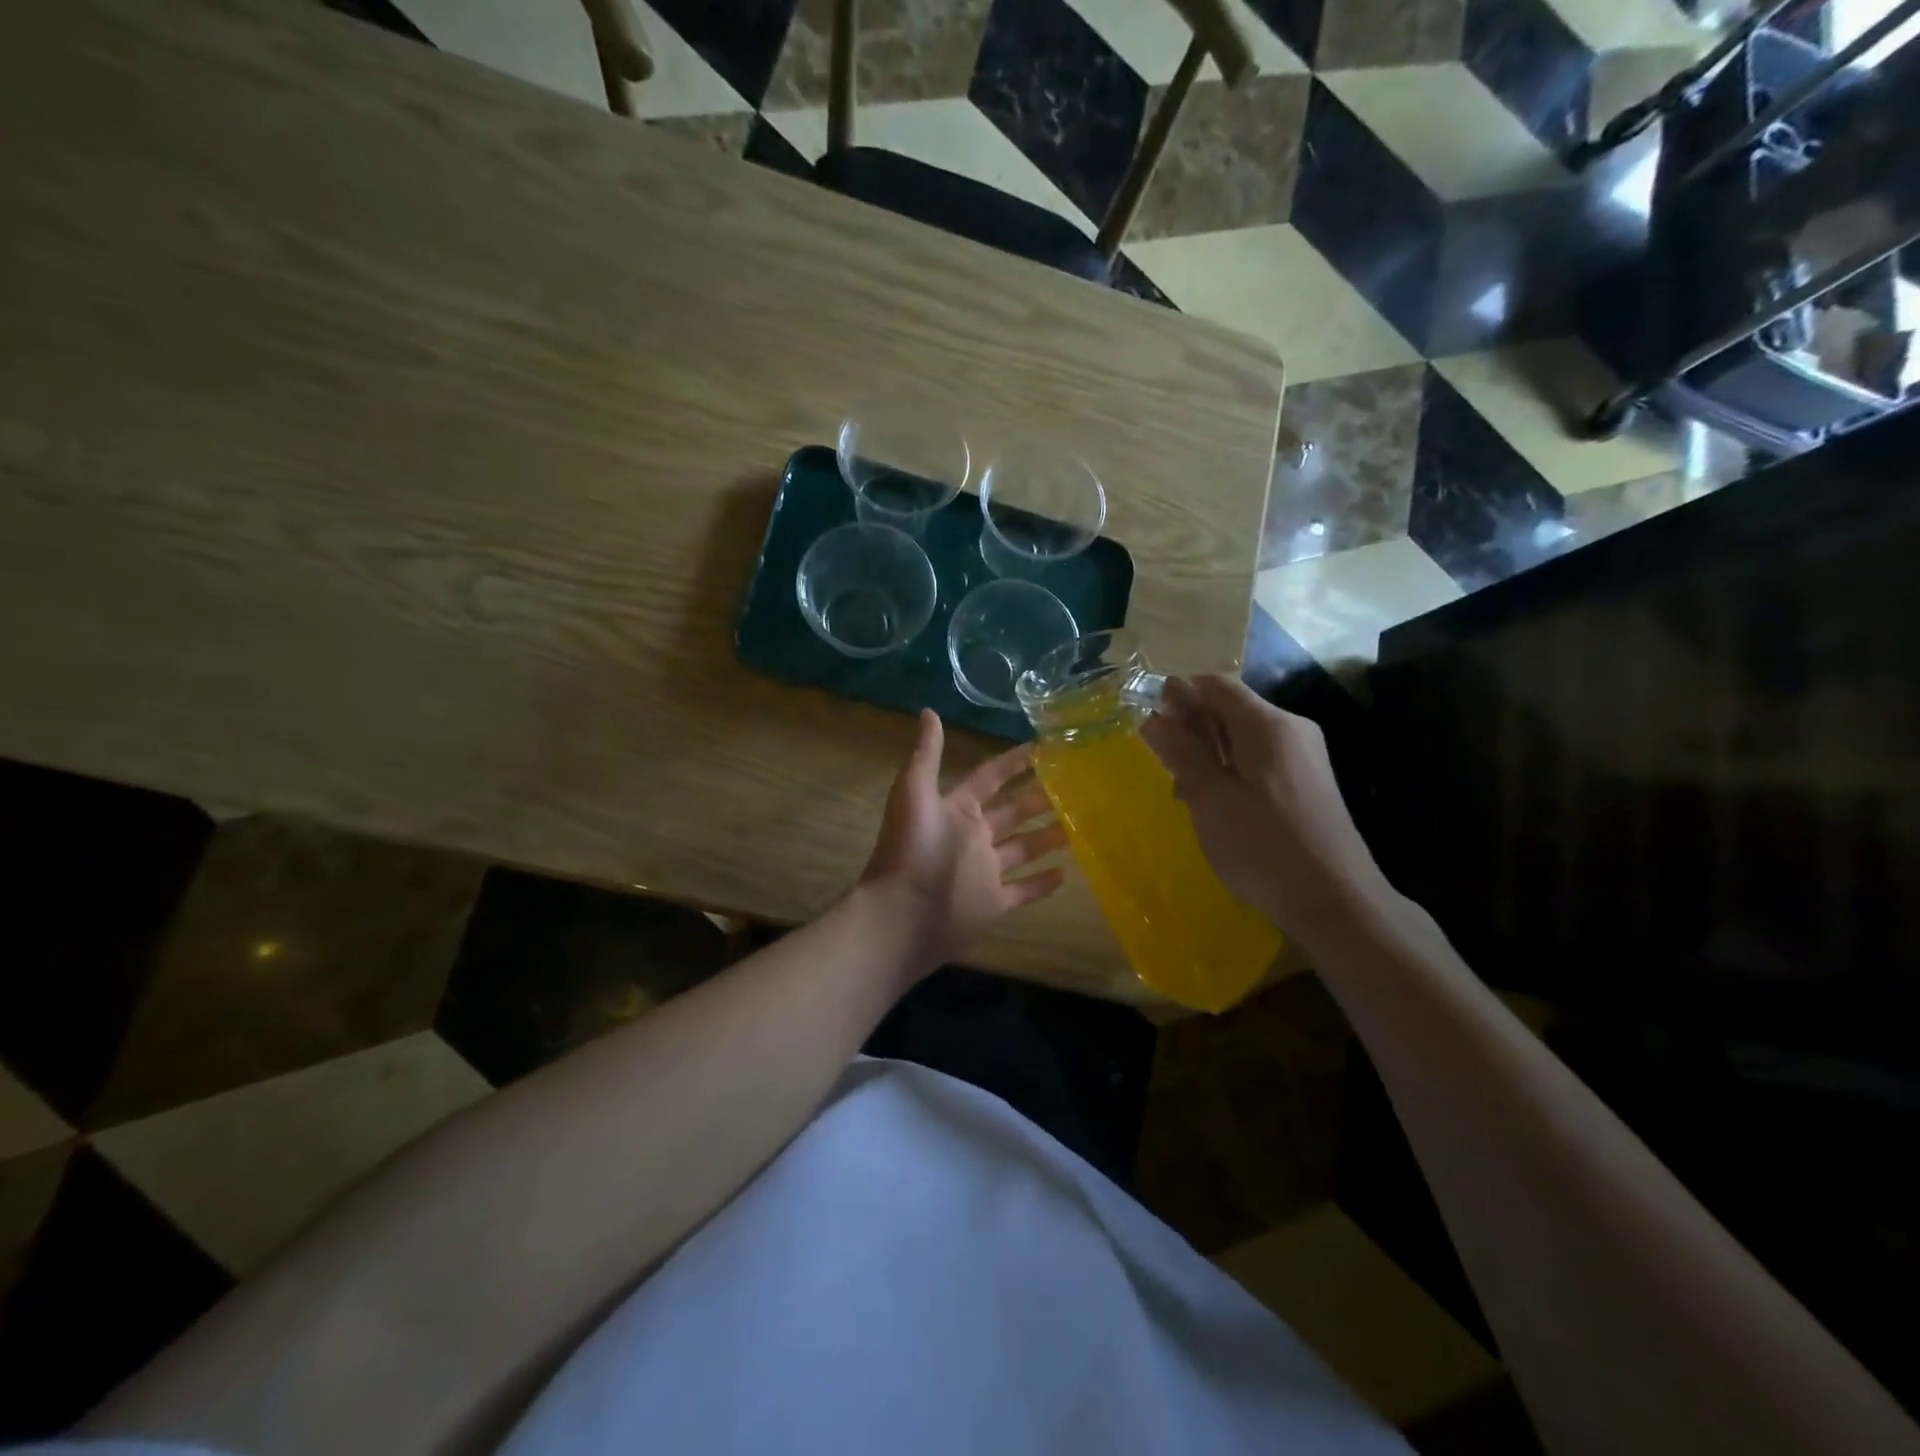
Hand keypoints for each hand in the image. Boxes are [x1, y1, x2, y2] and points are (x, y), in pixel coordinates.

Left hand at [859, 710, 1067, 972]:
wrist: (901, 914)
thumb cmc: (910, 849)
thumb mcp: (914, 791)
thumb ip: (926, 753)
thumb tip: (929, 710)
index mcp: (957, 809)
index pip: (990, 778)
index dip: (1013, 762)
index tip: (1041, 747)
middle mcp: (973, 837)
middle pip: (1013, 813)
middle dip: (1038, 798)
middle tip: (1073, 786)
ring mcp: (985, 872)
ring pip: (1023, 849)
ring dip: (1047, 837)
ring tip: (1077, 824)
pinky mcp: (994, 904)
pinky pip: (1024, 890)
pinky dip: (1043, 883)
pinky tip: (1067, 873)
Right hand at [1139, 675, 1391, 945]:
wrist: (1336, 902)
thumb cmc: (1263, 846)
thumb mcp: (1210, 799)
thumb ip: (1181, 753)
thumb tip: (1153, 717)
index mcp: (1267, 724)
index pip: (1215, 684)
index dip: (1178, 694)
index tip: (1149, 722)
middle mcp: (1290, 729)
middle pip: (1230, 708)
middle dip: (1190, 726)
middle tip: (1161, 760)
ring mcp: (1303, 756)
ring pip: (1242, 737)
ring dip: (1207, 751)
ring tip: (1182, 788)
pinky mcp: (1307, 782)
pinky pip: (1259, 760)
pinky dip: (1230, 770)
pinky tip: (1213, 803)